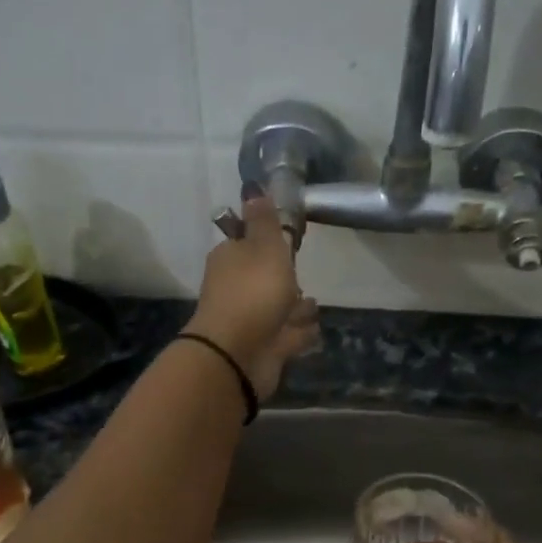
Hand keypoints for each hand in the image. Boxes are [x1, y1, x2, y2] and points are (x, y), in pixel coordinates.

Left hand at [184, 194, 317, 399]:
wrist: (239, 354)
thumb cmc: (253, 293)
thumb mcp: (264, 247)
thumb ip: (264, 221)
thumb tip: (252, 188)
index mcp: (231, 259)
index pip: (250, 244)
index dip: (269, 242)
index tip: (289, 242)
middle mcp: (237, 289)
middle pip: (265, 278)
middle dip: (284, 279)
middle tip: (301, 278)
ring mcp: (251, 320)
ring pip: (278, 308)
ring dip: (295, 308)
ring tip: (311, 307)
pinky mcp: (266, 347)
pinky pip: (287, 335)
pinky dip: (298, 333)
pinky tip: (310, 330)